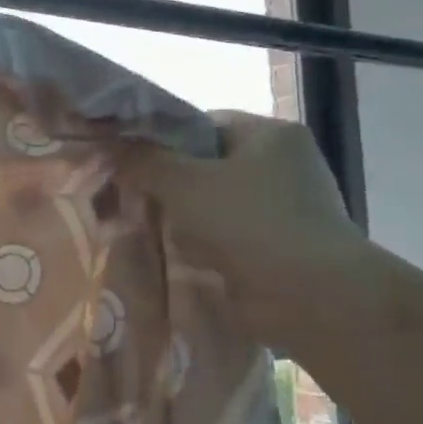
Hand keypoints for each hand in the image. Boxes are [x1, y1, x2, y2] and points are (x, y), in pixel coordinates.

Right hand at [122, 111, 372, 348]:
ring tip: (143, 231)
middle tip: (128, 199)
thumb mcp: (184, 183)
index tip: (128, 164)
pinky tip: (175, 256)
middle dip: (166, 185)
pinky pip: (225, 237)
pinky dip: (201, 246)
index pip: (200, 125)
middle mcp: (282, 165)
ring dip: (180, 219)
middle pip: (204, 166)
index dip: (160, 142)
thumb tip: (110, 144)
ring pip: (211, 205)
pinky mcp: (279, 247)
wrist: (312, 298)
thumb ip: (143, 160)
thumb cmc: (249, 224)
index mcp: (269, 135)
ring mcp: (284, 208)